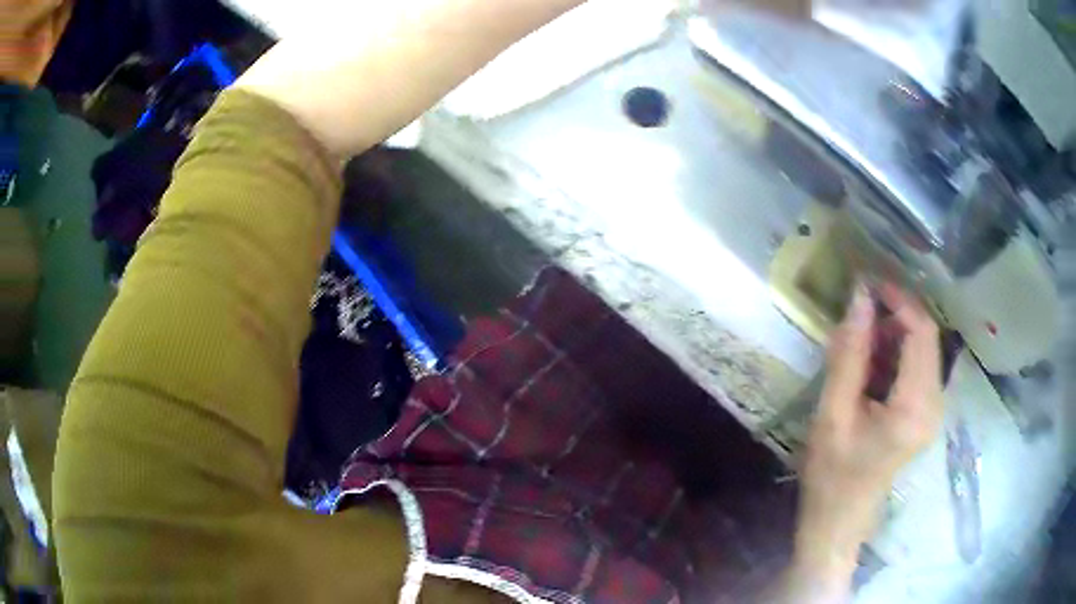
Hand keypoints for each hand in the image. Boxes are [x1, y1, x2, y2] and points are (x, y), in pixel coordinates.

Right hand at [782, 282, 943, 600]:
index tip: (867, 282)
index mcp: (915, 408)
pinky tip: (871, 362)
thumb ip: (848, 355)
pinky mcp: (926, 414)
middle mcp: (934, 405)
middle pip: (926, 338)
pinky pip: (918, 368)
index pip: (921, 333)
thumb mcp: (832, 415)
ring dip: (894, 333)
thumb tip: (859, 297)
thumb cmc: (831, 476)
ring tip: (860, 338)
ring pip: (923, 350)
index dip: (899, 300)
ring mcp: (933, 410)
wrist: (839, 521)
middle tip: (859, 309)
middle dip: (896, 314)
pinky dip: (896, 353)